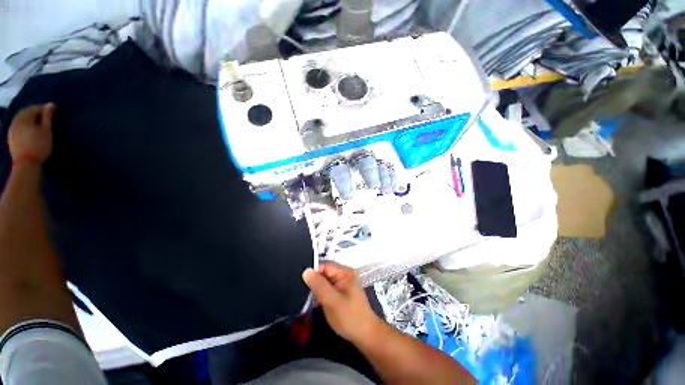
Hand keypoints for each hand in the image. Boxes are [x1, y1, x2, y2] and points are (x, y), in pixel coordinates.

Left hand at [8, 104, 55, 164]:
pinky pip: (18, 126)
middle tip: (45, 116)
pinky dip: (24, 125)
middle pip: (25, 112)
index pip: (34, 108)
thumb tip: (51, 105)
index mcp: (24, 117)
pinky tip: (29, 130)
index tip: (53, 111)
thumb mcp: (46, 131)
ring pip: (21, 119)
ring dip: (29, 119)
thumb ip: (47, 117)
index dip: (44, 108)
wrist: (26, 164)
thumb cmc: (39, 145)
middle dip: (35, 113)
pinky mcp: (11, 137)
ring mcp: (12, 129)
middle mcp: (16, 120)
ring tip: (37, 123)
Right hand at [302, 263, 381, 343]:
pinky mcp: (341, 294)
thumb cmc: (349, 317)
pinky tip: (316, 302)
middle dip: (314, 282)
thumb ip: (319, 285)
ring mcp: (343, 285)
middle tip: (301, 291)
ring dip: (317, 289)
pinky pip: (328, 289)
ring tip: (305, 296)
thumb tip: (306, 271)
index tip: (300, 282)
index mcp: (344, 272)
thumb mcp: (332, 301)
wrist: (365, 335)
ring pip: (325, 282)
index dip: (313, 273)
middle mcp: (344, 275)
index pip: (324, 266)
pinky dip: (322, 295)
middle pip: (324, 273)